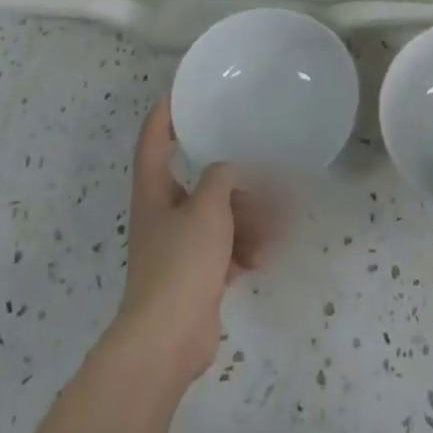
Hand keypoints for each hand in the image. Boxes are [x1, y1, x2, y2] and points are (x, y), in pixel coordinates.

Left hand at [111, 98, 272, 387]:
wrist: (167, 341)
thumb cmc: (181, 262)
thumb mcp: (207, 208)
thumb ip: (221, 178)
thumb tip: (229, 170)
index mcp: (154, 191)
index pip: (155, 140)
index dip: (165, 113)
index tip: (183, 92)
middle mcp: (165, 214)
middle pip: (201, 182)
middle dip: (235, 180)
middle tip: (267, 171)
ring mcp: (182, 247)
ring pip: (221, 217)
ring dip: (250, 218)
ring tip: (277, 223)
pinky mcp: (198, 276)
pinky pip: (228, 249)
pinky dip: (246, 248)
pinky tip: (265, 254)